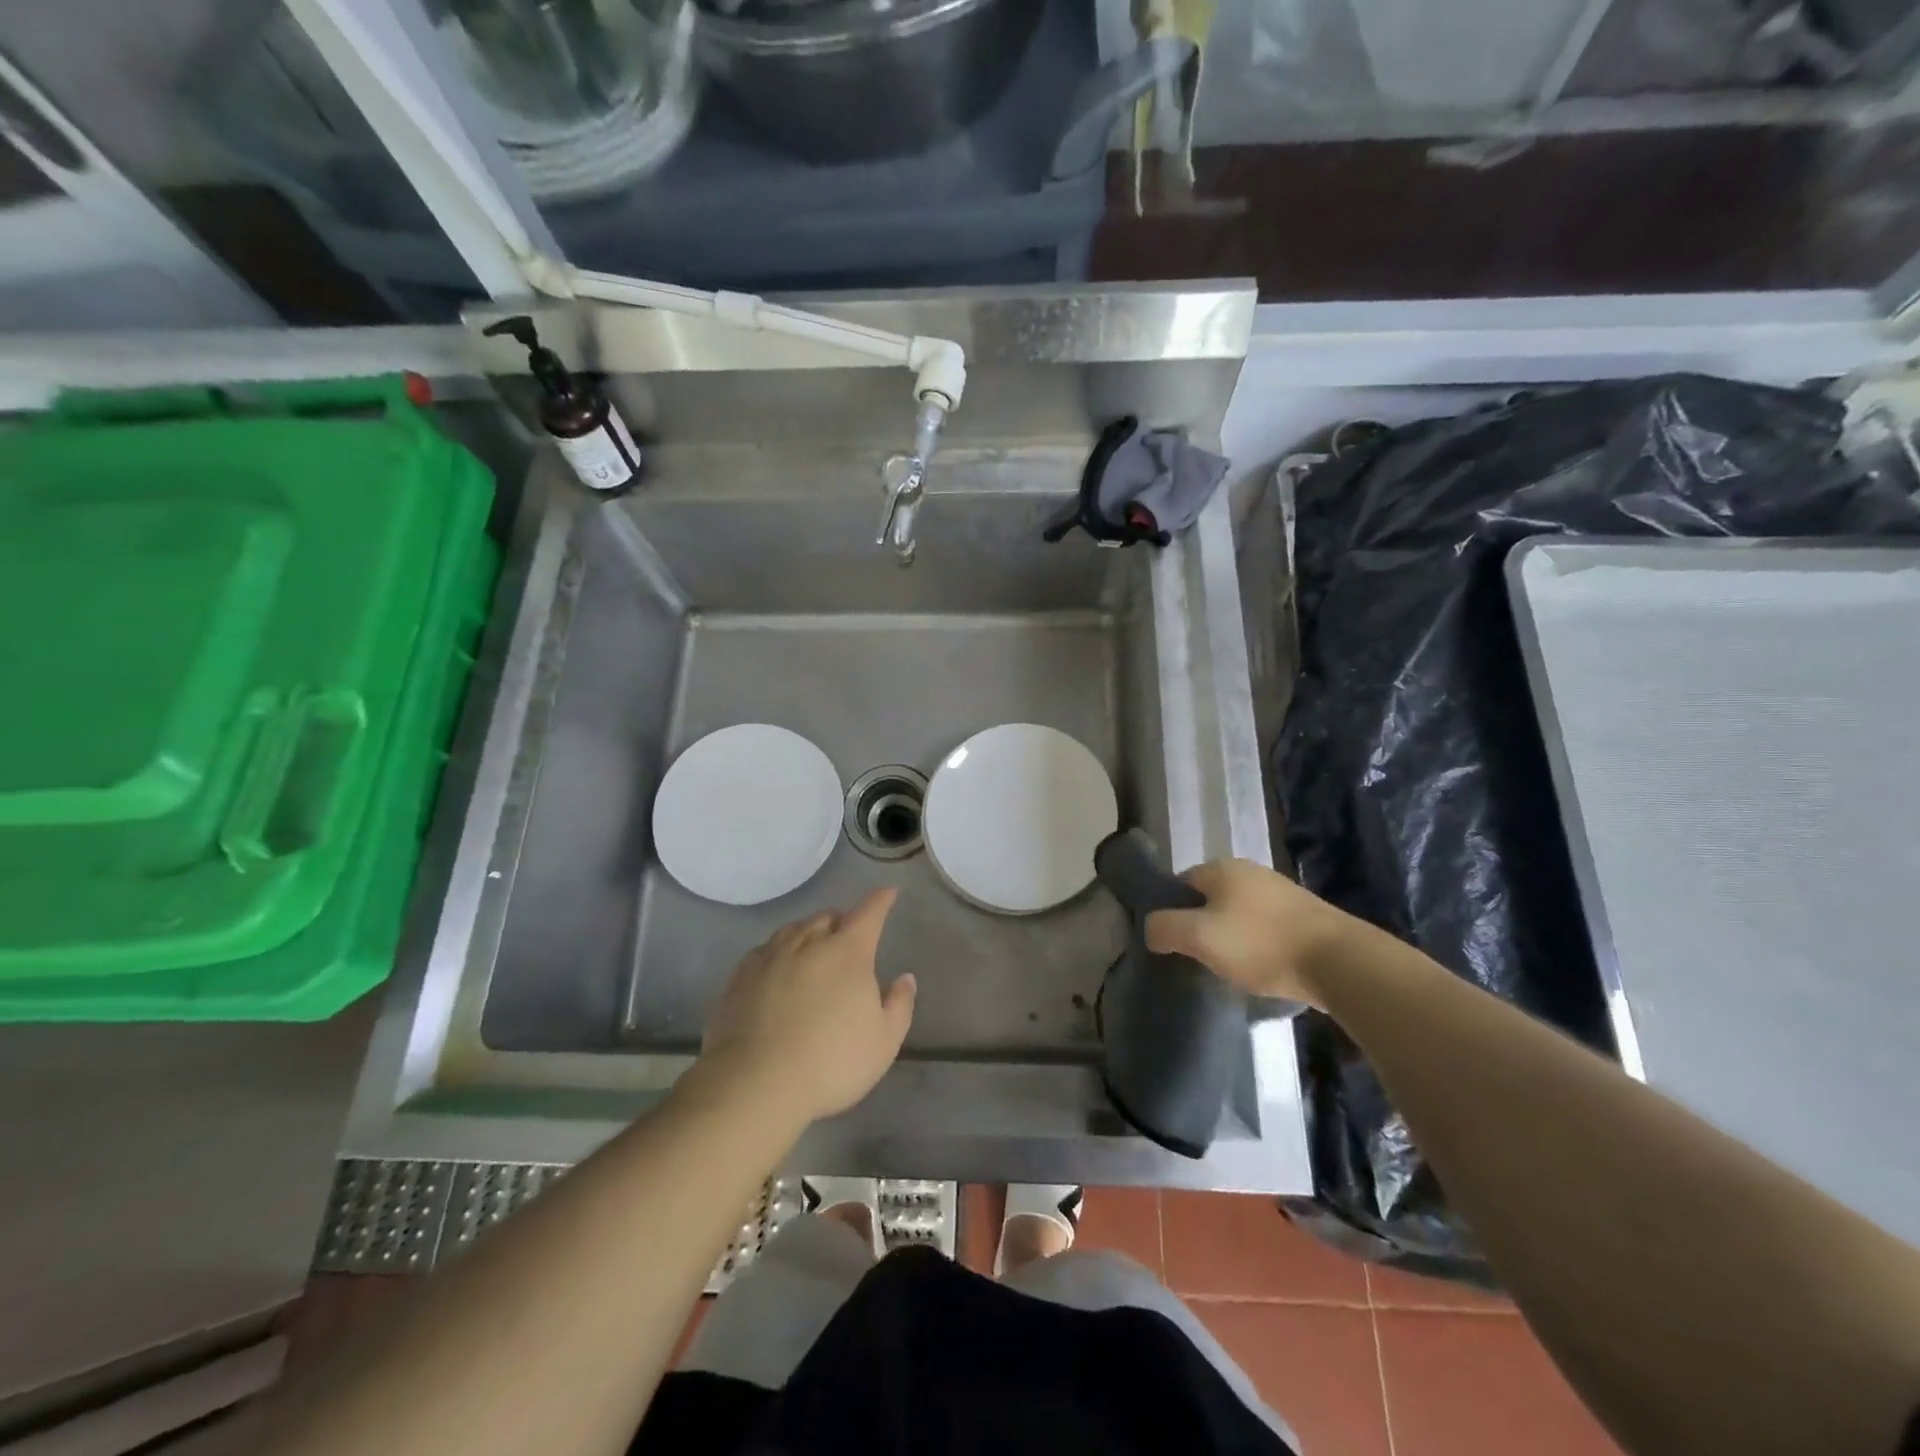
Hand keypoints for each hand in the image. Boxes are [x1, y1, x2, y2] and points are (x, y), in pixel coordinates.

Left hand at [700, 889, 916, 1124]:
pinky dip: (780, 952)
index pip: (869, 912)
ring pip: (795, 929)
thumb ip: (899, 1004)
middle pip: (829, 917)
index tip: (888, 893)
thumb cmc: (831, 1062)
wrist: (755, 1083)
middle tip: (849, 939)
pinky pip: (766, 949)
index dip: (881, 900)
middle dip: (843, 922)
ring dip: (810, 933)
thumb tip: (904, 978)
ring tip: (813, 951)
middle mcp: (809, 942)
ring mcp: (771, 956)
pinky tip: (779, 970)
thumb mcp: (884, 1042)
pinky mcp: (741, 975)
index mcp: (848, 952)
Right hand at [1144, 859, 1355, 1006]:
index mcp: (1221, 868)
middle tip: (1198, 958)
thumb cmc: (1260, 944)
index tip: (1172, 944)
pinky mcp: (1303, 915)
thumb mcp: (1199, 936)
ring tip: (1229, 968)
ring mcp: (1280, 892)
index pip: (1179, 884)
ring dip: (1230, 938)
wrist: (1339, 962)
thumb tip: (1151, 928)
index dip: (1170, 913)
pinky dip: (1256, 945)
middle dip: (1200, 926)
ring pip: (1237, 914)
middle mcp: (1249, 871)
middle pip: (1209, 899)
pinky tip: (1260, 968)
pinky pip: (1264, 927)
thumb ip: (1164, 928)